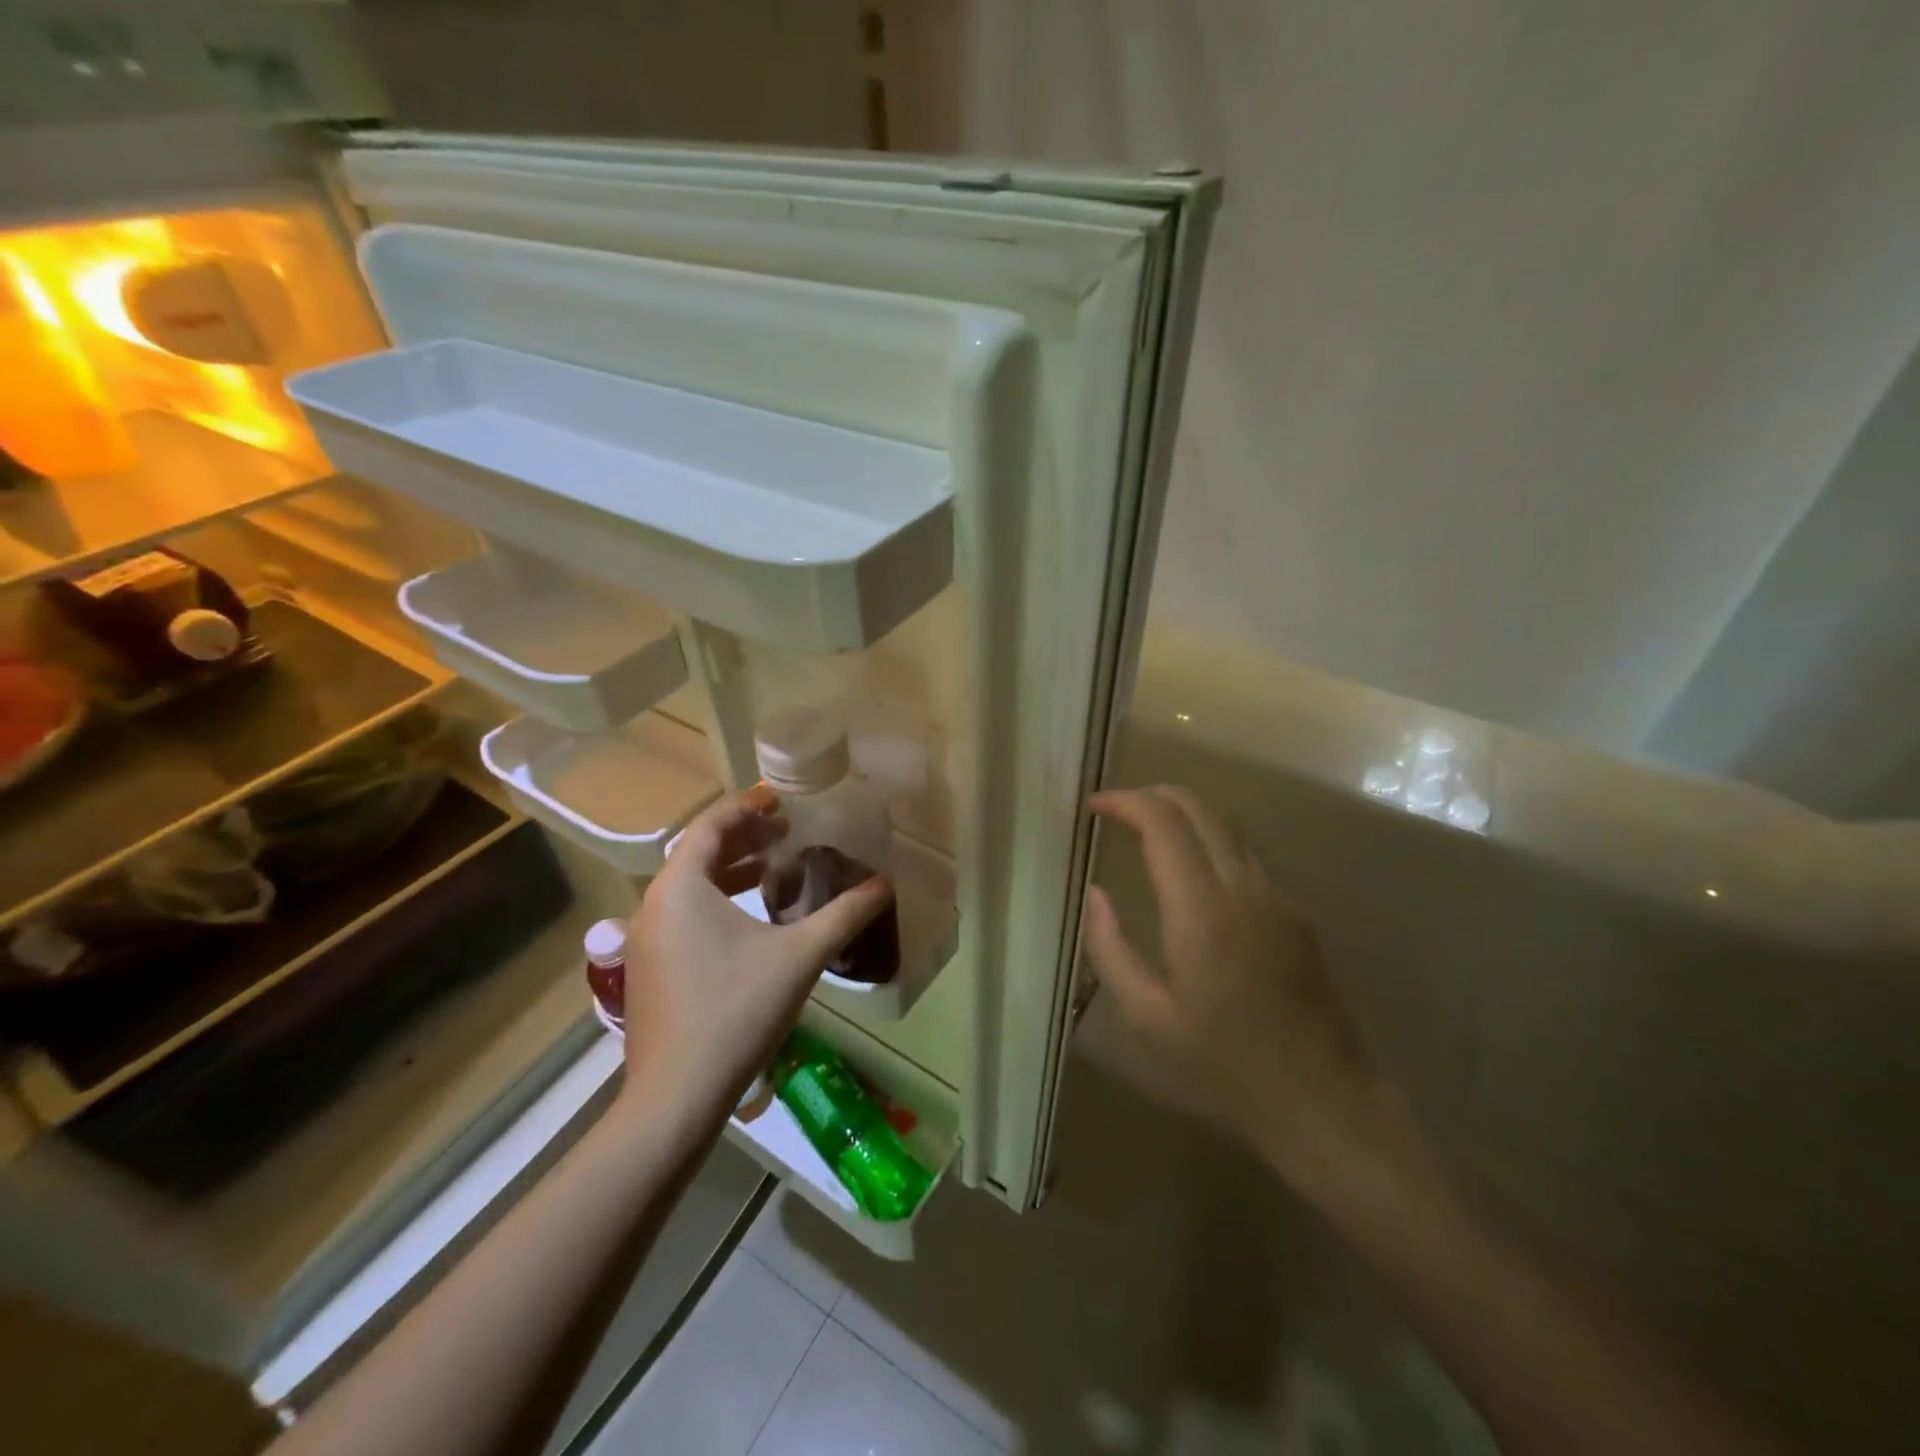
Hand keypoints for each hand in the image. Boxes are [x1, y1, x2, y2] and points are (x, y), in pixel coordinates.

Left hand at [619, 788, 892, 1121]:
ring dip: (731, 870)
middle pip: (698, 852)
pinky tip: (751, 921)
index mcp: (681, 888)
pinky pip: (683, 914)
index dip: (747, 806)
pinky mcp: (649, 969)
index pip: (711, 825)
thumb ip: (845, 914)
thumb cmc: (737, 1011)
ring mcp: (645, 940)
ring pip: (689, 886)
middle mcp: (654, 905)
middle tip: (787, 831)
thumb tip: (884, 885)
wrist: (676, 1098)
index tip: (781, 799)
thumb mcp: (800, 956)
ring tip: (774, 869)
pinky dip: (716, 901)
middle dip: (744, 837)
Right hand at [1085, 786, 1385, 1185]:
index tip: (1093, 805)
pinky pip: (1243, 855)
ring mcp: (1276, 897)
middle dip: (1151, 795)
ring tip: (1142, 831)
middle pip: (1198, 807)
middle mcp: (1244, 889)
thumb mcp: (1147, 1018)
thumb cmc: (1223, 1067)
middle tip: (1113, 810)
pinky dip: (1206, 840)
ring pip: (1225, 825)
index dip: (1125, 801)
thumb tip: (1095, 894)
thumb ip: (1110, 948)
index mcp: (1202, 912)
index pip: (1163, 822)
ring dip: (1181, 814)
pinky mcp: (1294, 912)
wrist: (1324, 1101)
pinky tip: (1186, 872)